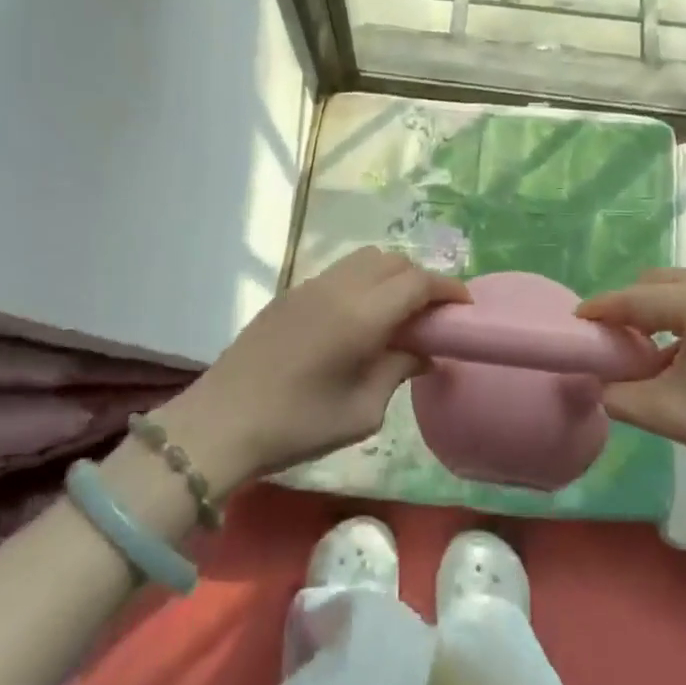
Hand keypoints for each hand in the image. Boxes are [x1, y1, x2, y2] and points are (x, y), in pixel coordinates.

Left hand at [162, 248, 469, 490]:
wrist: (221, 422)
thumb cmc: (297, 425)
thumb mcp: (362, 411)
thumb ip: (398, 371)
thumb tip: (422, 352)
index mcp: (361, 315)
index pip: (417, 282)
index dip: (447, 289)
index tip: (464, 307)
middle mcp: (339, 287)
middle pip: (393, 260)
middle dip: (420, 279)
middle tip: (431, 313)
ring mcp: (311, 285)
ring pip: (365, 259)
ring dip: (390, 275)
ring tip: (397, 312)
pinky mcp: (290, 293)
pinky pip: (340, 272)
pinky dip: (363, 281)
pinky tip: (358, 317)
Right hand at [578, 268, 685, 501]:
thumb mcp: (671, 414)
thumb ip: (620, 394)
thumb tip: (596, 380)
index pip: (634, 299)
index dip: (600, 311)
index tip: (575, 323)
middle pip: (655, 282)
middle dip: (629, 308)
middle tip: (613, 343)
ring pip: (680, 285)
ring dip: (657, 310)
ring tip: (648, 349)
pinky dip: (684, 312)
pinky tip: (685, 348)